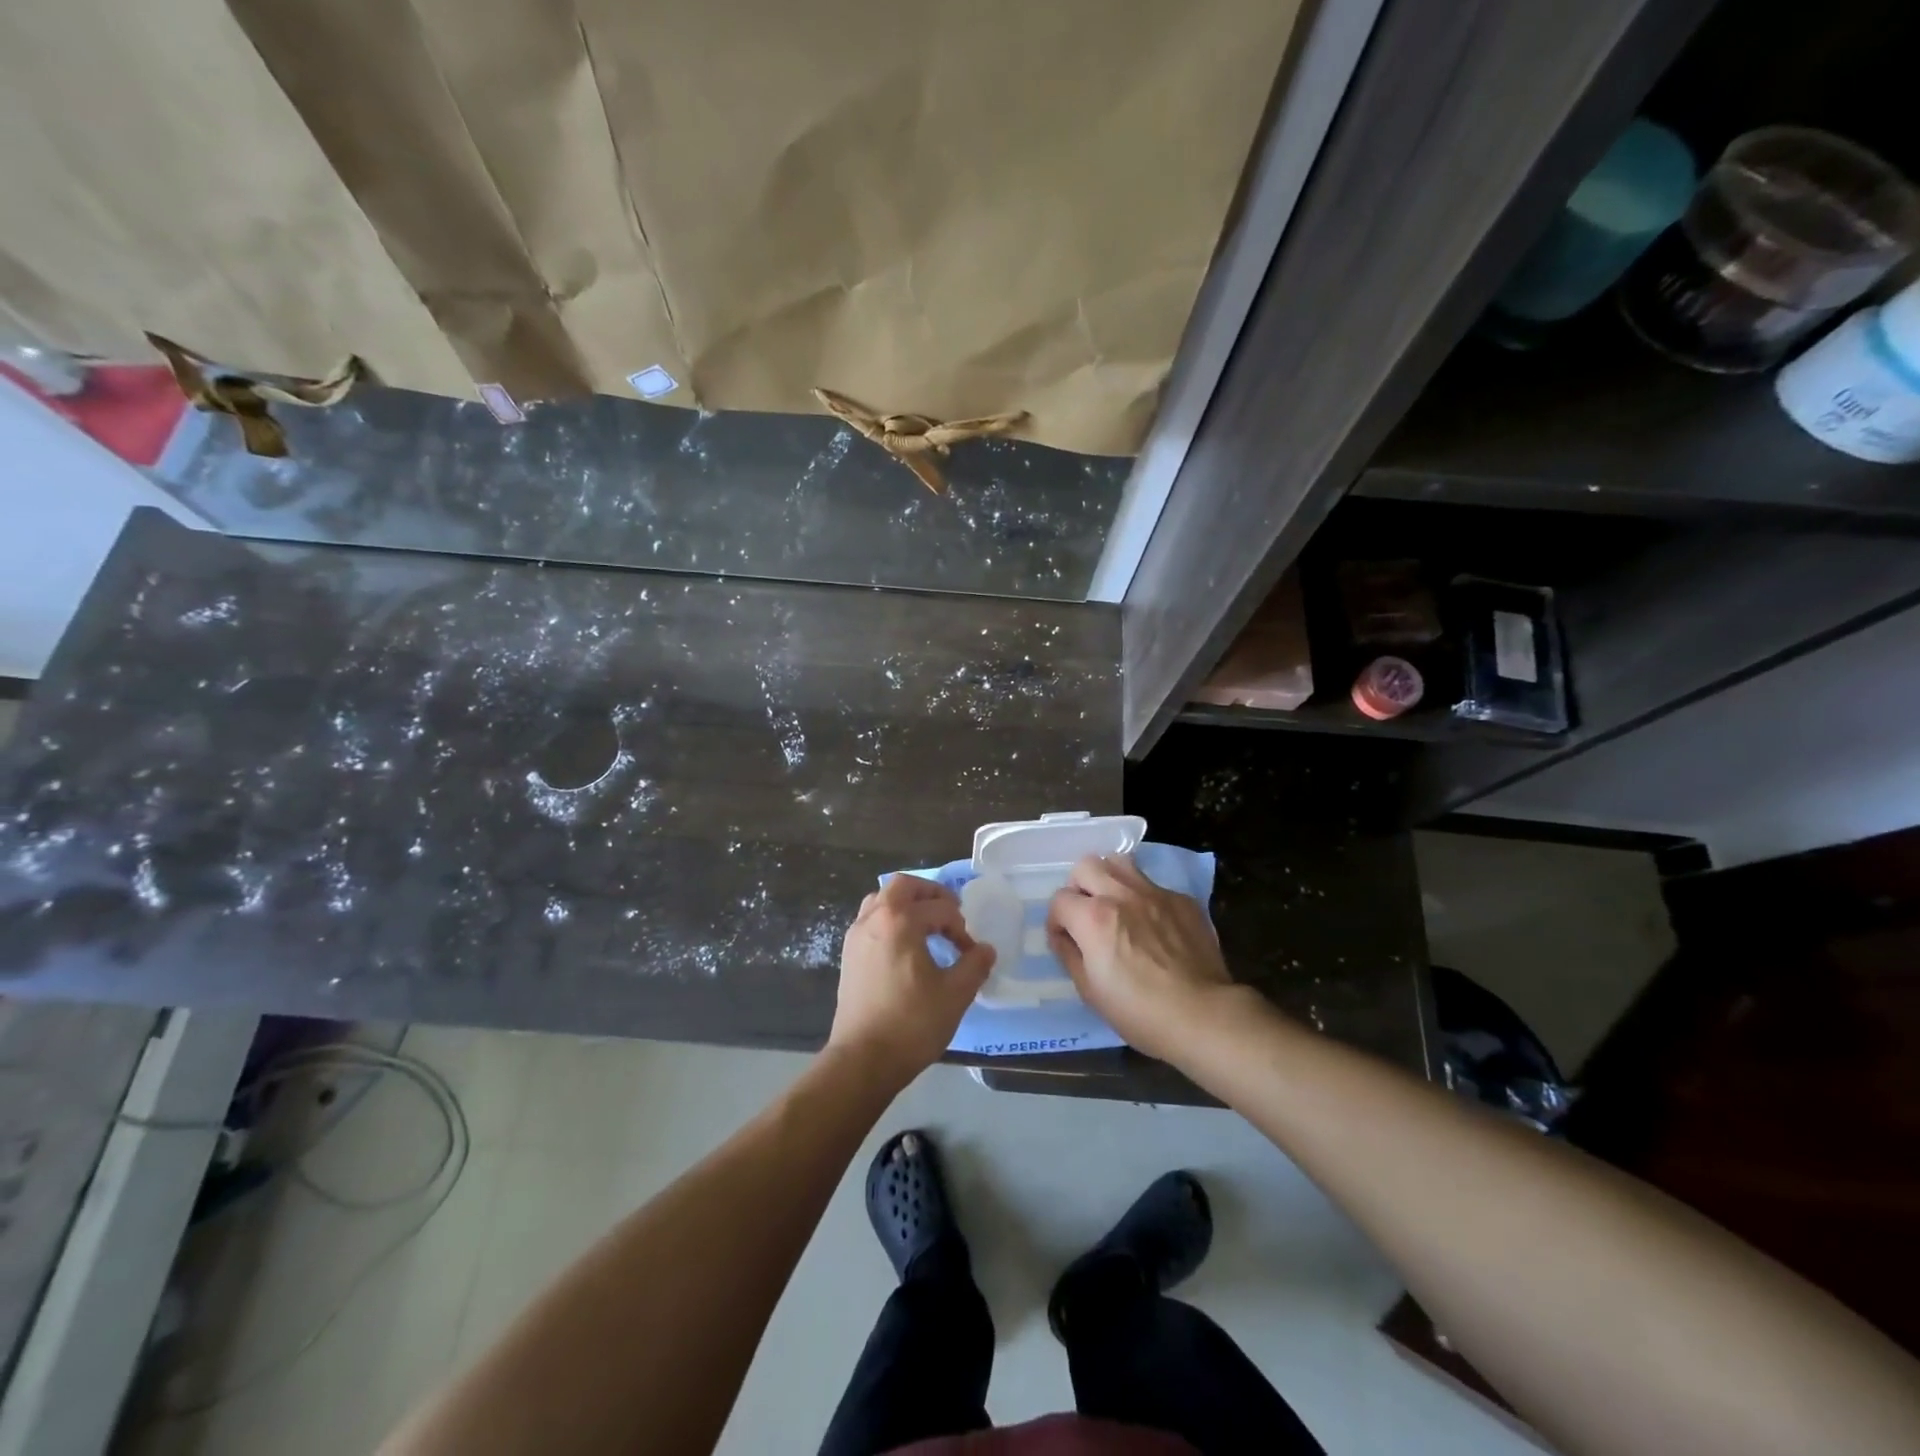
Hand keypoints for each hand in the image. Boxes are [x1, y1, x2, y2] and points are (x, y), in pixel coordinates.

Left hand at [828, 875, 994, 1084]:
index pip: (940, 909)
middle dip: (931, 895)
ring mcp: (856, 936)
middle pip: (903, 886)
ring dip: (907, 905)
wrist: (862, 1060)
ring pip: (882, 900)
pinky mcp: (849, 955)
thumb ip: (974, 965)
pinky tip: (906, 947)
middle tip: (950, 914)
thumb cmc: (911, 1024)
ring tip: (928, 927)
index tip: (970, 953)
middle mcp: (874, 919)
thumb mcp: (955, 994)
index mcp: (900, 921)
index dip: (961, 927)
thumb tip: (986, 949)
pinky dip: (891, 920)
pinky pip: (871, 920)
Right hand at [1048, 853, 1234, 1062]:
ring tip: (1115, 905)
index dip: (1057, 920)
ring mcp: (1155, 893)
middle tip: (1086, 914)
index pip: (1059, 899)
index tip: (1065, 939)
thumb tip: (1062, 936)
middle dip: (1078, 888)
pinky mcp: (1182, 900)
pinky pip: (1153, 885)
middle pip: (1086, 866)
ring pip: (1120, 862)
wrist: (1203, 1014)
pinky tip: (1153, 924)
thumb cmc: (1139, 1011)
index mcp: (1093, 917)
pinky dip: (1143, 898)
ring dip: (1109, 879)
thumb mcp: (1090, 991)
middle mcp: (1121, 894)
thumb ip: (1069, 955)